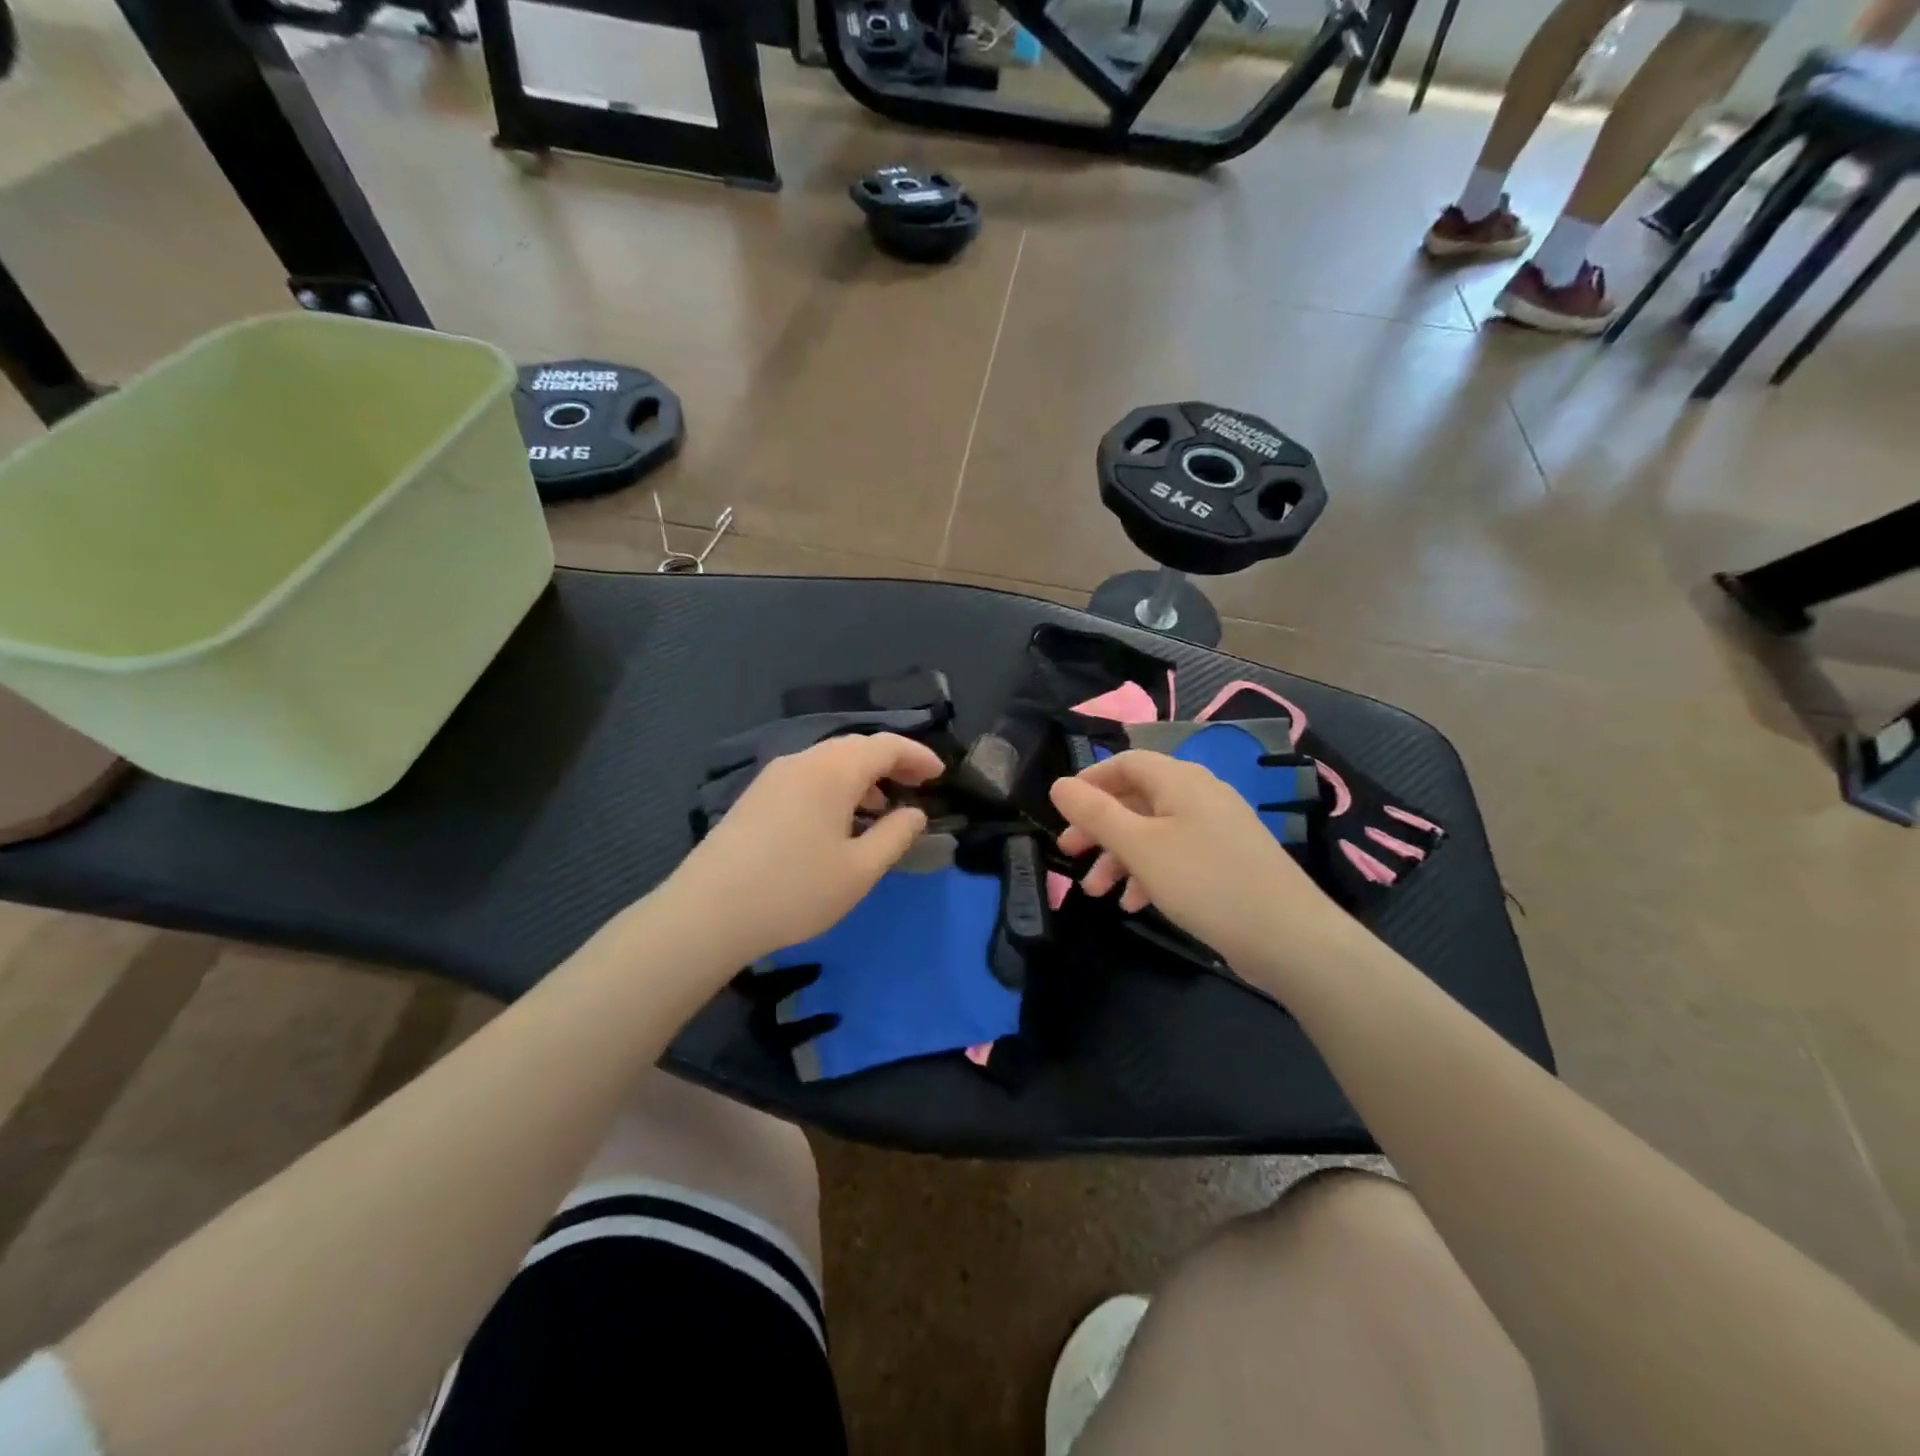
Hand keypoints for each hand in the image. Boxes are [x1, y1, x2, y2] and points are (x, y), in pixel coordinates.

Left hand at [663, 732, 943, 964]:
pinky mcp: (755, 796)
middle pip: (856, 747)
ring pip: (830, 761)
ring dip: (863, 776)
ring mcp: (774, 776)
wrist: (707, 912)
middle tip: (918, 786)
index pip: (886, 745)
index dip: (918, 756)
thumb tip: (914, 813)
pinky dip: (835, 786)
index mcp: (833, 770)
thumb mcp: (859, 870)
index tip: (941, 775)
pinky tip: (838, 820)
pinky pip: (808, 776)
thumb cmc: (795, 890)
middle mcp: (803, 760)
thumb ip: (895, 835)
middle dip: (892, 762)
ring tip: (882, 807)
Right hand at [1050, 750, 1365, 982]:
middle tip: (1069, 854)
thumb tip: (1059, 784)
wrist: (1288, 937)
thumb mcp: (1139, 846)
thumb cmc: (1204, 881)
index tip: (1061, 812)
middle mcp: (1199, 795)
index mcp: (1179, 780)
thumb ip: (1095, 813)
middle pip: (1136, 799)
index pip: (1125, 763)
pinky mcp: (1226, 861)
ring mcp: (1216, 829)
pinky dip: (1150, 873)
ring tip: (1096, 892)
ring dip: (1119, 857)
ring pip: (1153, 832)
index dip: (1089, 783)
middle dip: (1099, 827)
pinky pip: (1176, 855)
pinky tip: (1135, 904)